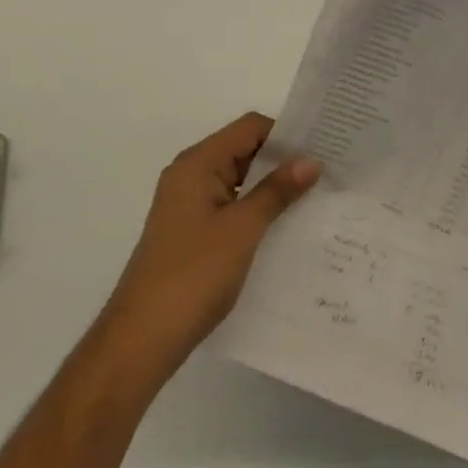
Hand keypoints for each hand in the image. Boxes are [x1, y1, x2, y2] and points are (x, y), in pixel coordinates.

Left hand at [98, 112, 319, 385]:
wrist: (141, 339)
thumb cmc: (193, 274)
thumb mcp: (242, 229)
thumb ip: (276, 191)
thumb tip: (311, 160)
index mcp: (198, 163)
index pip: (249, 128)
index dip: (285, 134)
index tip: (322, 149)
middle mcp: (190, 175)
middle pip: (243, 151)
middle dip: (282, 162)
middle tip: (326, 175)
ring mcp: (188, 205)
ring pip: (238, 182)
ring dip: (270, 189)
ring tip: (313, 201)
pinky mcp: (190, 232)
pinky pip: (229, 207)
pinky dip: (255, 212)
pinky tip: (282, 231)